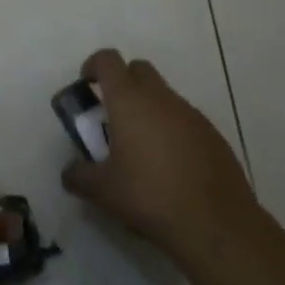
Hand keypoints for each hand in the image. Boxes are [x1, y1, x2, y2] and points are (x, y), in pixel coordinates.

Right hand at [60, 49, 257, 268]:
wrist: (216, 224)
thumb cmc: (150, 197)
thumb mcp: (103, 191)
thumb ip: (79, 176)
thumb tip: (69, 172)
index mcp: (129, 100)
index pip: (108, 60)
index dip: (94, 66)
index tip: (87, 87)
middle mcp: (160, 97)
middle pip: (138, 69)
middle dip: (123, 83)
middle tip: (113, 116)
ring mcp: (190, 113)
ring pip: (163, 95)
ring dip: (148, 108)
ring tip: (141, 149)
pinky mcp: (212, 133)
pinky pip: (184, 118)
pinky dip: (172, 129)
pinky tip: (170, 166)